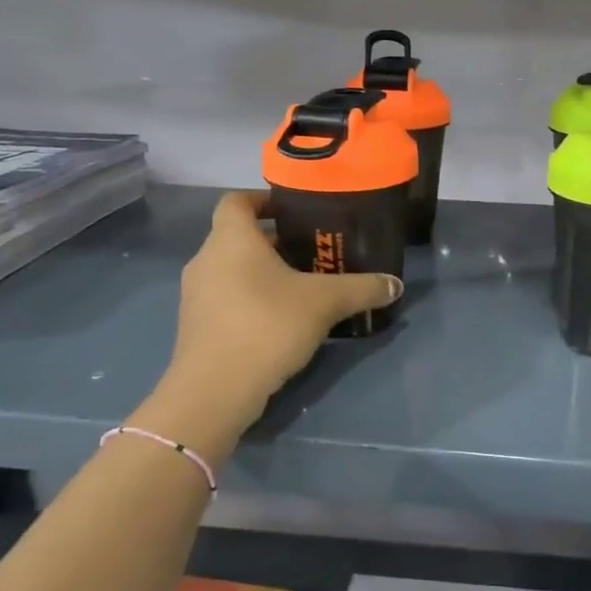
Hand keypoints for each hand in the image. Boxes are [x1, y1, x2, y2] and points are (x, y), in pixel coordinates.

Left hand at [144, 191, 401, 455]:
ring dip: (262, 272)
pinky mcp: (195, 326)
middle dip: (274, 241)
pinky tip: (280, 319)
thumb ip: (361, 288)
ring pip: (231, 269)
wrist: (214, 390)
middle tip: (312, 251)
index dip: (263, 200)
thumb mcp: (325, 303)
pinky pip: (226, 298)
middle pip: (238, 236)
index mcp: (231, 238)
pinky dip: (250, 298)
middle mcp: (206, 259)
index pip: (237, 200)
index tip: (294, 211)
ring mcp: (196, 294)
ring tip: (301, 286)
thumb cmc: (267, 325)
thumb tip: (395, 284)